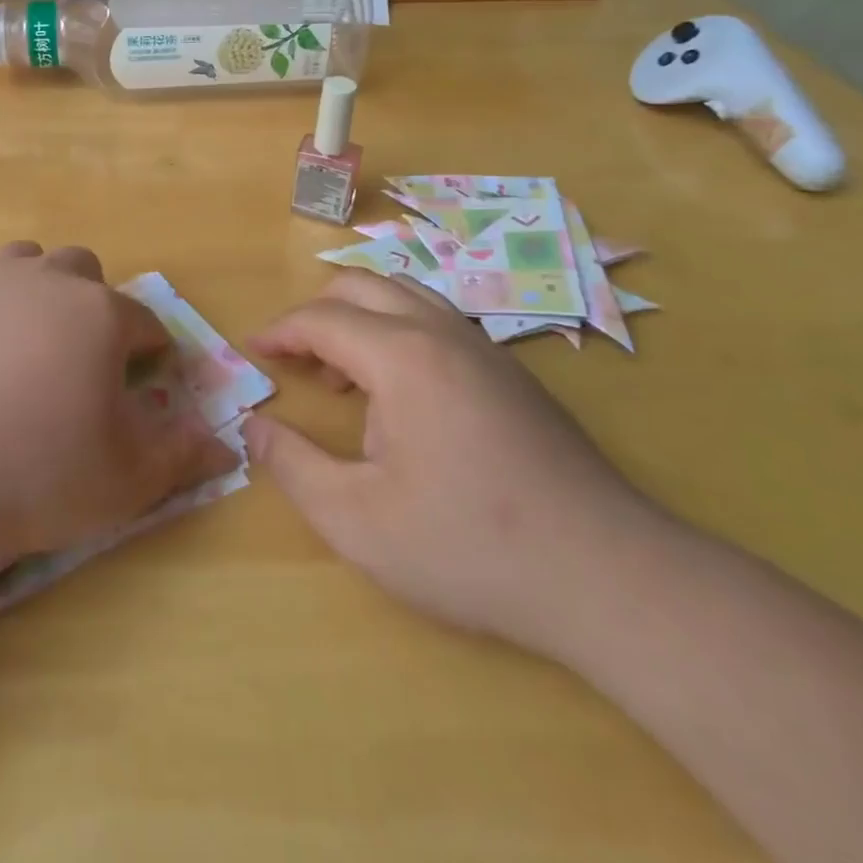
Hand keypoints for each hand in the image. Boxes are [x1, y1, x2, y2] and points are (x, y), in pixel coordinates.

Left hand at [0, 243, 237, 565]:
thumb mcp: (122, 482)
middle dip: (92, 307)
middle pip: (83, 272)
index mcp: (99, 315)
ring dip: (35, 294)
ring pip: (25, 264)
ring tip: (20, 349)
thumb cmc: (27, 471)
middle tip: (77, 362)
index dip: (151, 351)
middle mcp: (46, 281)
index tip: (144, 379)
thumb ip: (181, 458)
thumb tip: (223, 444)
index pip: (144, 322)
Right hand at [242, 270, 666, 656]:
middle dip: (316, 313)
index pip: (322, 318)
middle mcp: (442, 333)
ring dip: (360, 320)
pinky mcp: (512, 373)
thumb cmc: (470, 546)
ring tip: (344, 378)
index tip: (254, 353)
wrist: (609, 577)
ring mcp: (485, 348)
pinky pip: (437, 323)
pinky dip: (398, 334)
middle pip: (362, 286)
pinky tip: (402, 398)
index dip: (280, 332)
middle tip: (296, 361)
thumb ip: (293, 466)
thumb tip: (253, 427)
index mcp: (402, 356)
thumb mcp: (357, 520)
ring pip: (405, 296)